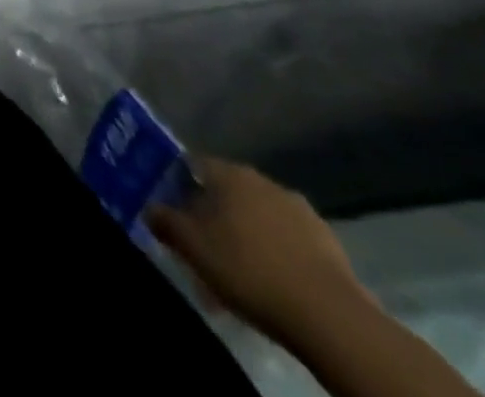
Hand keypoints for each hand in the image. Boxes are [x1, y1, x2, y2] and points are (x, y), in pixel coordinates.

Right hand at [148, 158, 370, 345]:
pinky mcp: (330, 244)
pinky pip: (289, 241)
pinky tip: (271, 280)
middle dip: (213, 216)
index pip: (192, 165)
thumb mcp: (191, 246)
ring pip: (259, 218)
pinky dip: (276, 253)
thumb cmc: (248, 268)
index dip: (177, 187)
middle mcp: (263, 180)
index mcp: (228, 172)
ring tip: (238, 269)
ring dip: (246, 236)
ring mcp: (301, 211)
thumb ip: (164, 220)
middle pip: (227, 193)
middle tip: (203, 245)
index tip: (173, 213)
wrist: (332, 318)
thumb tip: (151, 209)